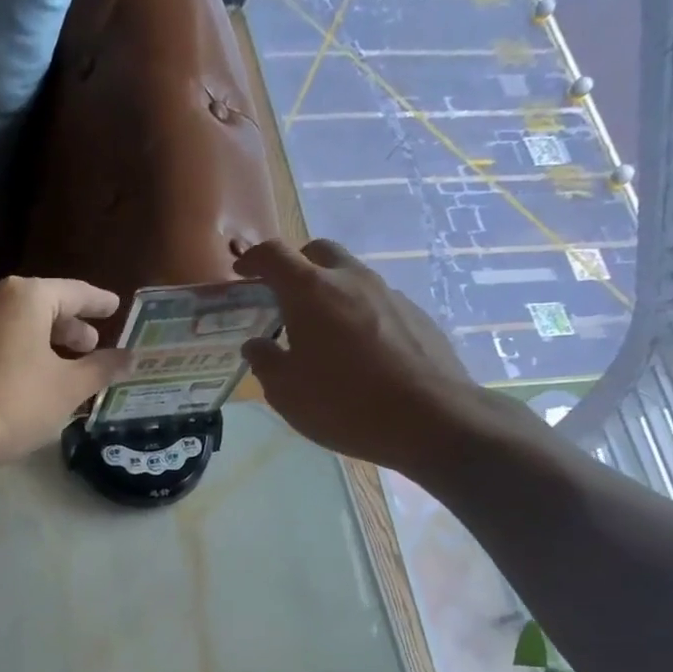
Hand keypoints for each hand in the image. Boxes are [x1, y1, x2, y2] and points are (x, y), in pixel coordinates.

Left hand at [0, 274, 132, 474]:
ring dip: (48, 343)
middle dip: (71, 327)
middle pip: (44, 307)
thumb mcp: (69, 387)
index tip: (115, 307)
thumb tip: (130, 357)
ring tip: (69, 366)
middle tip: (93, 346)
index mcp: (26, 297)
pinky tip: (36, 379)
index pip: (74, 293)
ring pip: (21, 327)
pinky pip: (3, 344)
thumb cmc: (16, 402)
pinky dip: (25, 354)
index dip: (98, 303)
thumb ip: (101, 368)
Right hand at [240, 239, 500, 478]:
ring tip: (320, 332)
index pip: (274, 256)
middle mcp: (351, 280)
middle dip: (295, 266)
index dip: (253, 260)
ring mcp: (389, 293)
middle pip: (318, 252)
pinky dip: (357, 313)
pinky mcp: (415, 313)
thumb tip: (256, 344)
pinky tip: (357, 352)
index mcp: (311, 292)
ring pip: (350, 276)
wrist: (430, 418)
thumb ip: (265, 361)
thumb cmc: (343, 404)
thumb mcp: (286, 392)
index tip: (242, 272)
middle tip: (282, 297)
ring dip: (328, 291)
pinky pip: (375, 301)